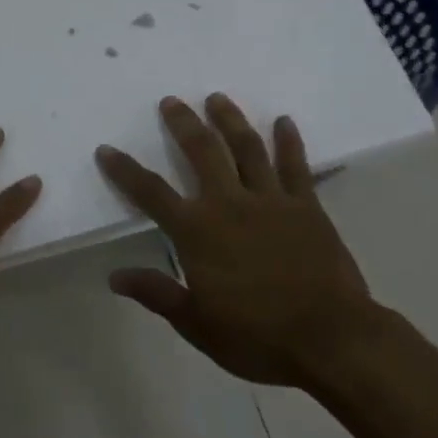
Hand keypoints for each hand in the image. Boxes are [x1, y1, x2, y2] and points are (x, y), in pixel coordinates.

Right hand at [95, 94, 381, 387]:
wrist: (331, 339)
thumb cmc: (258, 337)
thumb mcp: (197, 325)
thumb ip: (157, 294)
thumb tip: (115, 276)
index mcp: (198, 232)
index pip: (151, 193)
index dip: (125, 170)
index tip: (106, 149)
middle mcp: (230, 204)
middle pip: (202, 152)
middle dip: (183, 124)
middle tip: (172, 101)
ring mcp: (271, 200)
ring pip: (247, 148)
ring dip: (230, 119)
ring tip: (217, 98)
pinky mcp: (307, 206)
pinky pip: (296, 165)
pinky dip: (289, 141)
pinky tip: (284, 121)